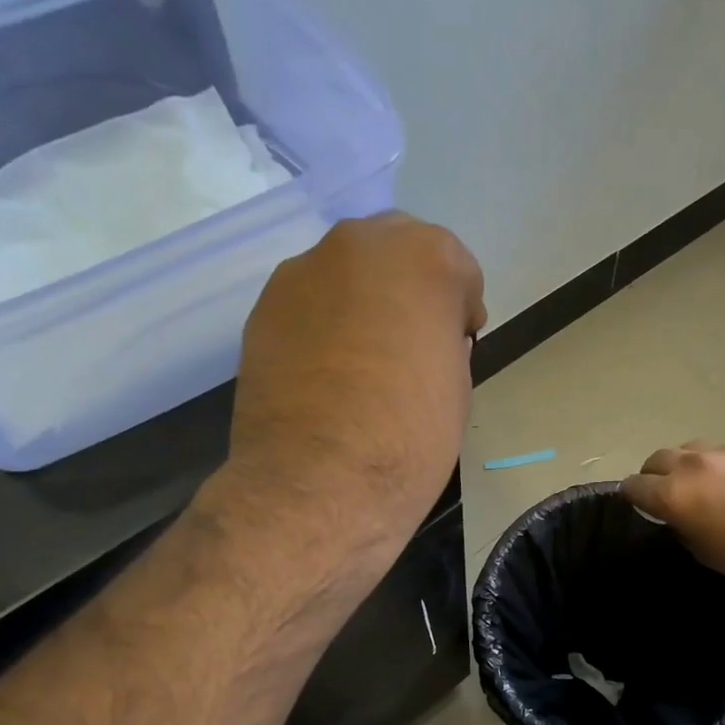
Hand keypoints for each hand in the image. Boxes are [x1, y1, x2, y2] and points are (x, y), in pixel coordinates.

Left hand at [209, 212, 485, 547]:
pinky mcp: (264, 305)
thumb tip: (423, 337)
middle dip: (409, 287)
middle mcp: (360, 244)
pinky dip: (324, 323)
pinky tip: (326, 371)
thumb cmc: (411, 435)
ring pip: (347, 272)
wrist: (321, 480)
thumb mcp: (456, 382)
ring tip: (362, 360)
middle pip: (396, 249)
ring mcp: (304, 270)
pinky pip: (310, 302)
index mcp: (425, 258)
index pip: (456, 267)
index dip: (460, 309)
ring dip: (363, 301)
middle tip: (411, 342)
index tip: (456, 345)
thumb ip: (444, 338)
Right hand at [622, 441, 724, 591]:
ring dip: (684, 464)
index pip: (634, 485)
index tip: (633, 503)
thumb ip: (682, 526)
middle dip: (653, 474)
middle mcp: (692, 465)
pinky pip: (722, 452)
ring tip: (697, 483)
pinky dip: (716, 465)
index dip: (629, 495)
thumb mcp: (702, 551)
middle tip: (662, 492)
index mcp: (672, 493)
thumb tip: (680, 516)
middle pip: (657, 459)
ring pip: (689, 449)